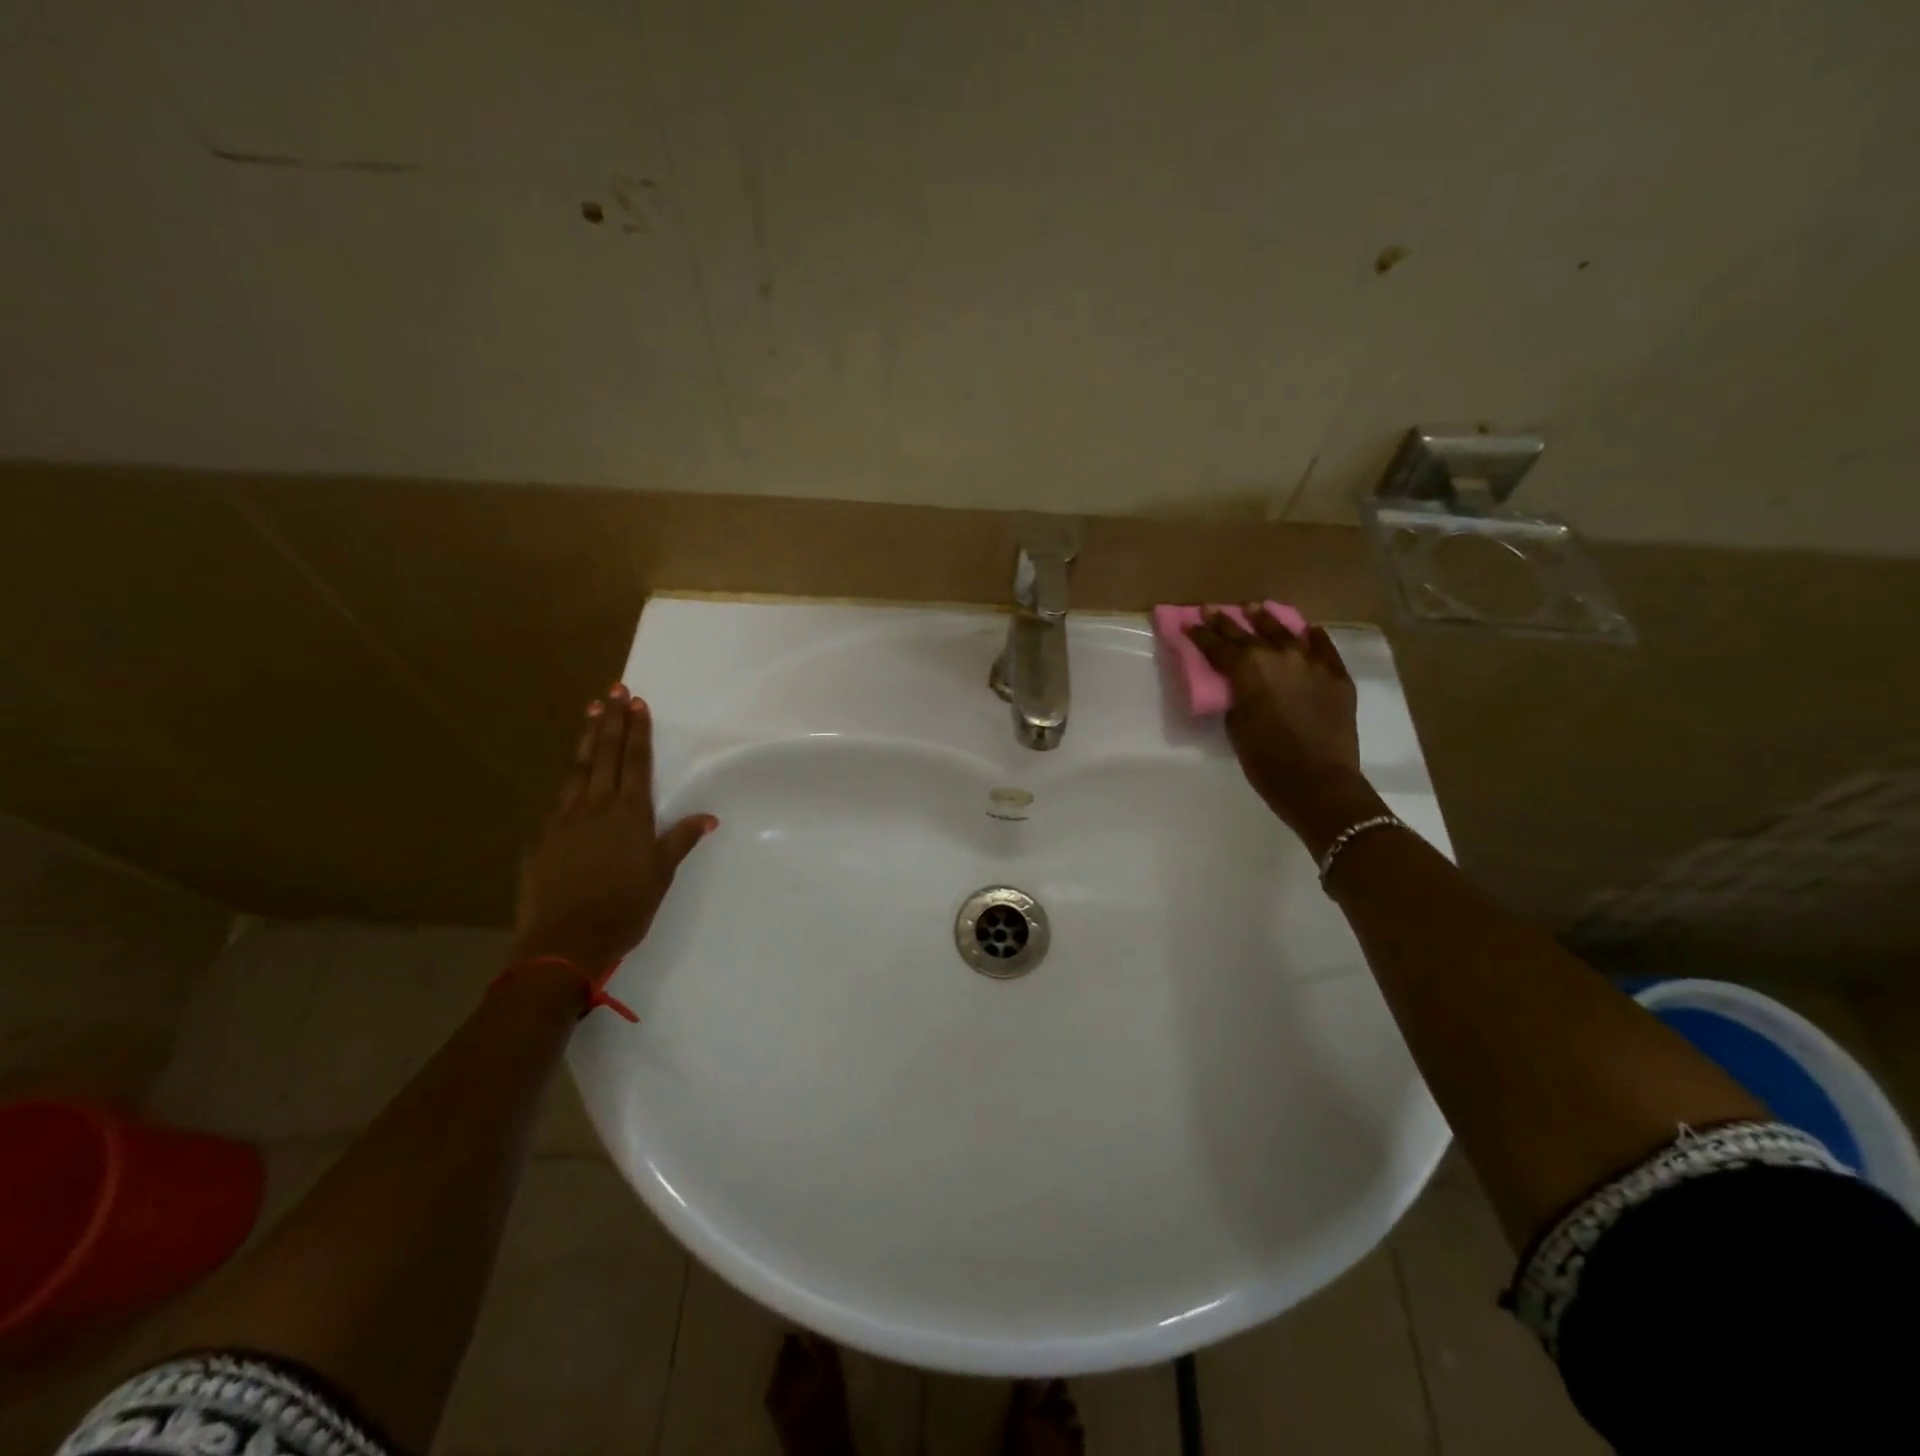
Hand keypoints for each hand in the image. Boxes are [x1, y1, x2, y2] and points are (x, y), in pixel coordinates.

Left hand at [511, 684, 716, 974]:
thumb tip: (708, 817)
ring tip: (590, 711)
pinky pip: (559, 800)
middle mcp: (596, 807)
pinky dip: (568, 779)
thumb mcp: (661, 874)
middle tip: (613, 690)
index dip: (637, 731)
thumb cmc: (625, 907)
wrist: (565, 940)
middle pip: (606, 755)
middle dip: (612, 721)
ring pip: (577, 769)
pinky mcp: (542, 837)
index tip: (636, 703)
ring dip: (587, 738)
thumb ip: (681, 840)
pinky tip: (571, 775)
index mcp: (630, 814)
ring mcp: (564, 819)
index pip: (636, 762)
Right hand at [1186, 607, 1380, 853]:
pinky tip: (1307, 630)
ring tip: (1256, 608)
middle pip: (1248, 633)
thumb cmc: (1266, 761)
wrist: (1318, 782)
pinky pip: (1323, 648)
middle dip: (1226, 622)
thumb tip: (1237, 685)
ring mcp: (1312, 663)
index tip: (1188, 622)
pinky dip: (1313, 637)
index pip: (1218, 646)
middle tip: (1212, 609)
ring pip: (1286, 633)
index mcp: (1247, 670)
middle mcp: (1279, 657)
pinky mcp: (1337, 676)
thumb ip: (1235, 698)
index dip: (1200, 634)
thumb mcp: (1236, 726)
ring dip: (1267, 620)